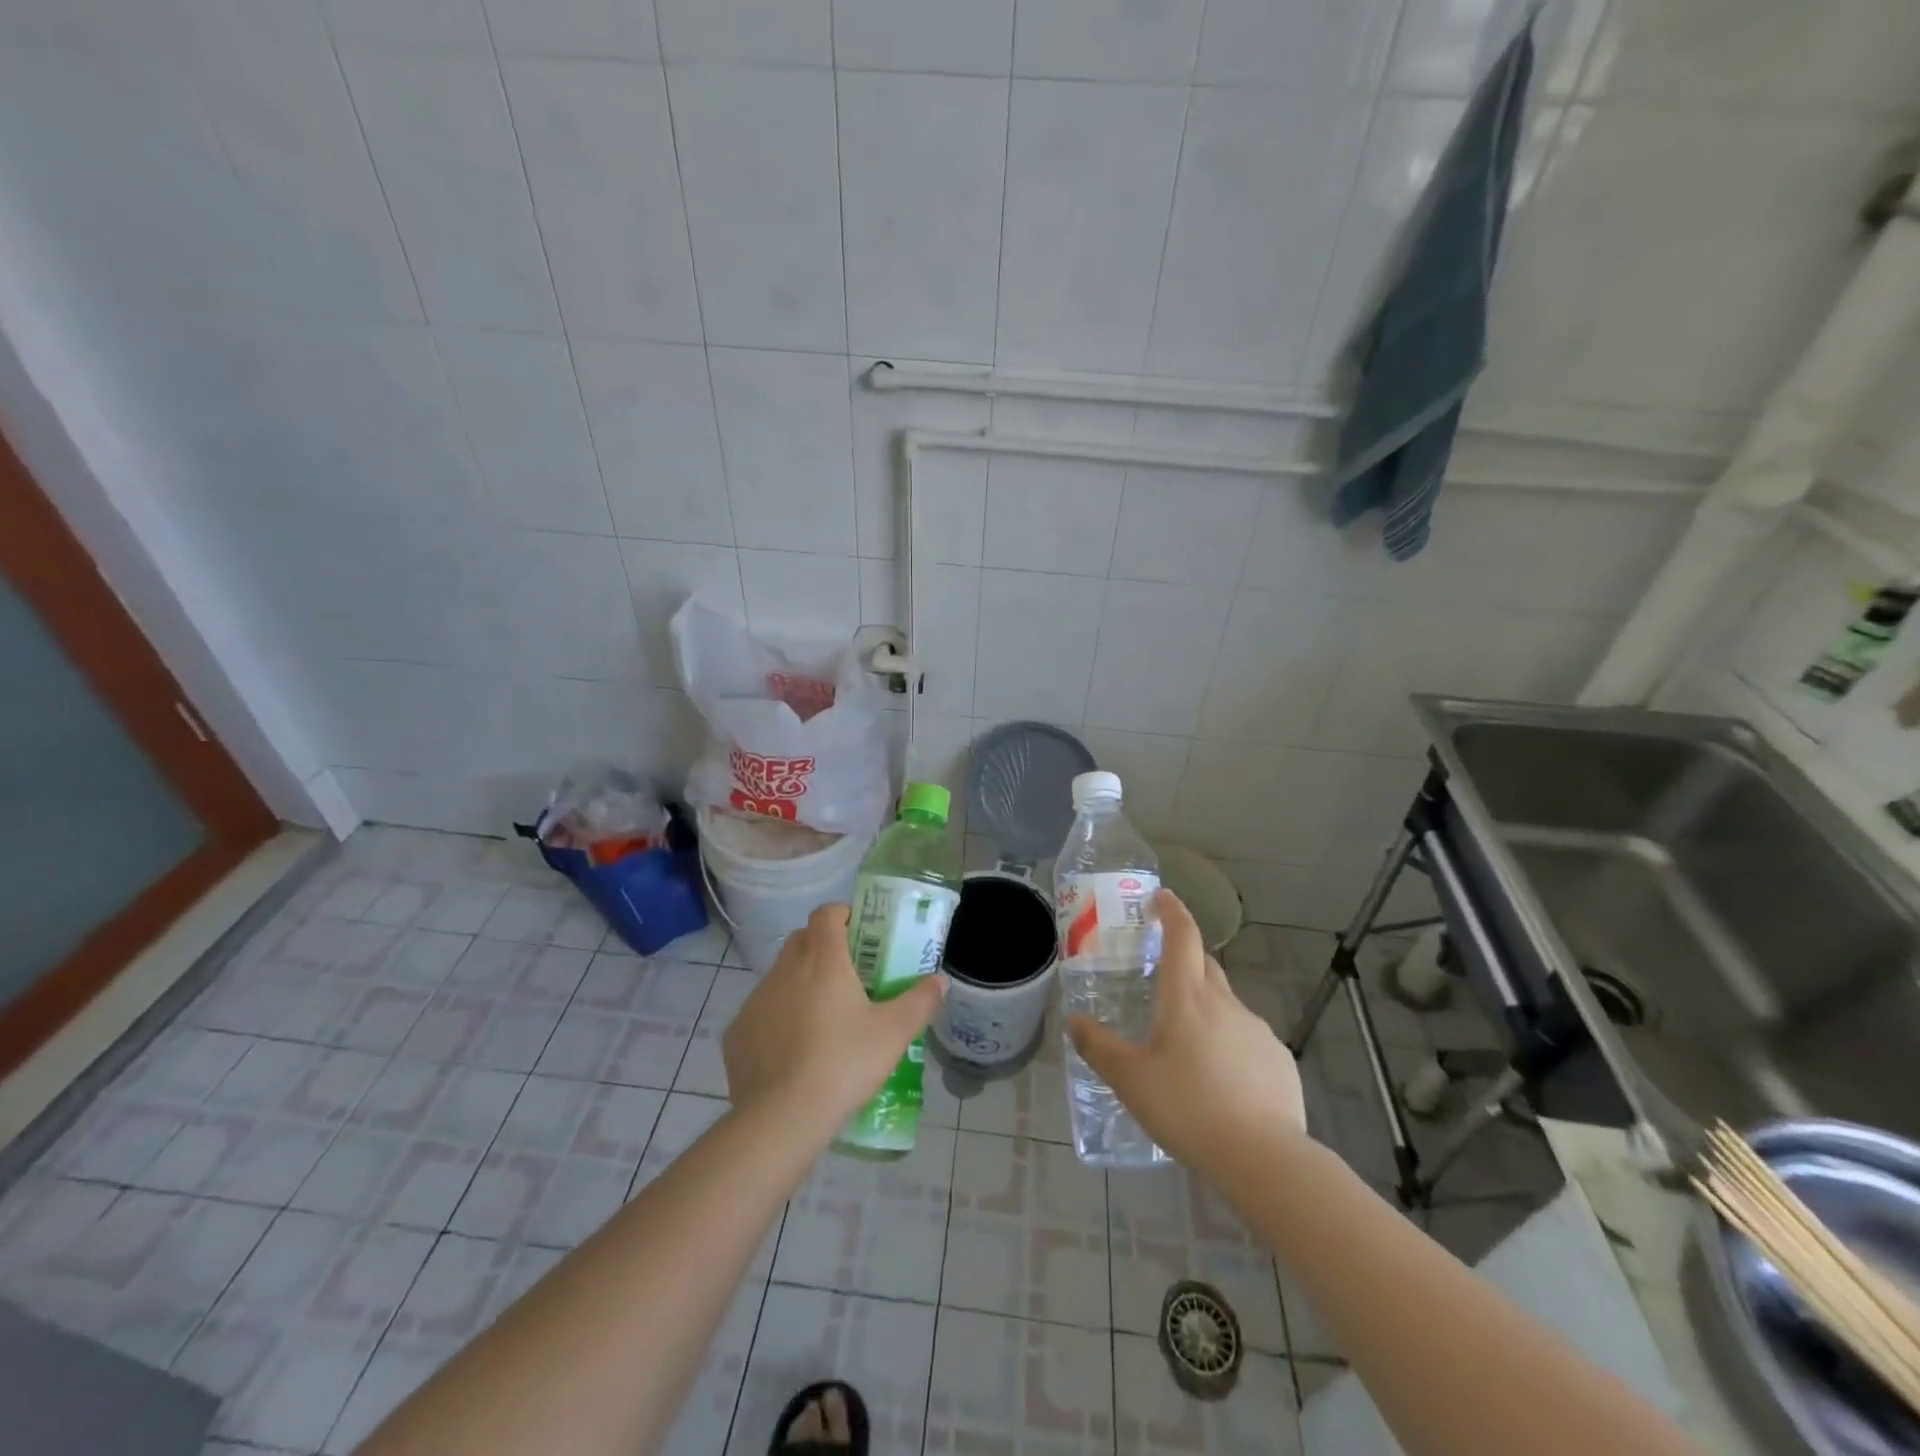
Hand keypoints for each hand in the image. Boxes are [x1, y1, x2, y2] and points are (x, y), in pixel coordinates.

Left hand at [723, 903, 946, 1132]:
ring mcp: (756, 1000)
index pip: (827, 913)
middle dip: (825, 949)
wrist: (781, 1119)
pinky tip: (794, 1052)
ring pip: (781, 976)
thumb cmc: (843, 1064)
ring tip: (824, 1020)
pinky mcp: (737, 1032)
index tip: (862, 936)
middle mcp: (784, 969)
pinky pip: (762, 1012)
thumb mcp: (894, 1034)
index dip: (844, 916)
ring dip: (801, 985)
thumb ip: (920, 1001)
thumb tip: (940, 981)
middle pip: (803, 940)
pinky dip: (778, 1020)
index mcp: (822, 959)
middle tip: (851, 978)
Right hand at [1067, 890, 1305, 1177]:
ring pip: (1225, 1005)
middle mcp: (1225, 1003)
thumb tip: (1073, 1021)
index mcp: (1187, 998)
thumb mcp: (1131, 1081)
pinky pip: (1246, 1039)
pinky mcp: (1279, 1061)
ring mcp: (1257, 1031)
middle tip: (1160, 977)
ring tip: (1185, 1046)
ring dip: (1205, 1009)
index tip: (1161, 898)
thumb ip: (1099, 1048)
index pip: (1183, 937)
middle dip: (1184, 959)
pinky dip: (1229, 1044)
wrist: (1265, 1160)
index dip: (1172, 911)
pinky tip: (1220, 1081)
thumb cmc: (1189, 1108)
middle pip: (1204, 966)